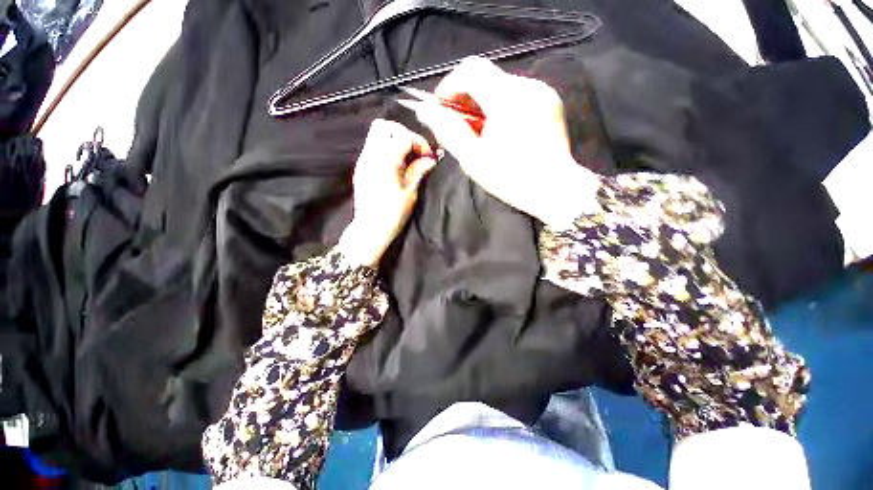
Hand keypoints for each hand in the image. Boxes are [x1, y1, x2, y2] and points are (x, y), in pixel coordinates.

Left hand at [337, 119, 437, 266]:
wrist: (370, 229)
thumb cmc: (392, 215)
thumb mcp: (410, 193)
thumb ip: (418, 171)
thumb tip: (430, 159)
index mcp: (385, 162)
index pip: (403, 136)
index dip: (419, 142)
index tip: (428, 156)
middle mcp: (371, 156)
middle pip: (384, 126)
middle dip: (404, 133)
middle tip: (416, 151)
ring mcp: (363, 160)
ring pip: (376, 133)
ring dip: (395, 139)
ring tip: (407, 156)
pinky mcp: (361, 166)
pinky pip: (373, 145)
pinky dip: (387, 147)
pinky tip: (397, 163)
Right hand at [405, 56, 600, 227]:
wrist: (556, 188)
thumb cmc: (511, 178)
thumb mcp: (474, 158)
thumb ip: (448, 130)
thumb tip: (426, 110)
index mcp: (507, 99)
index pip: (470, 70)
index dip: (449, 85)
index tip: (440, 107)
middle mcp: (527, 86)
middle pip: (485, 76)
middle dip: (464, 96)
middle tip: (456, 124)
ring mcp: (541, 92)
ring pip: (500, 85)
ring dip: (481, 102)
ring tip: (477, 131)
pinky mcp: (549, 101)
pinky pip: (516, 94)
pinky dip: (499, 106)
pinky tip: (498, 129)